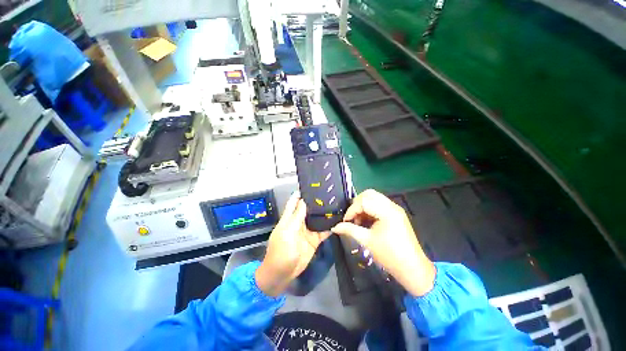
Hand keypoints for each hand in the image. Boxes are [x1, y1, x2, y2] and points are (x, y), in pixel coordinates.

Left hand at [256, 192, 330, 296]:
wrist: (282, 274)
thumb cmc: (280, 252)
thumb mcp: (287, 232)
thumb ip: (296, 217)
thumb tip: (303, 201)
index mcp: (289, 218)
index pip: (294, 202)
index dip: (301, 194)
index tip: (311, 186)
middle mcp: (299, 222)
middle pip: (308, 209)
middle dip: (316, 202)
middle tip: (329, 193)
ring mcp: (307, 231)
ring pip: (317, 219)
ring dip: (324, 213)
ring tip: (336, 204)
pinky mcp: (314, 240)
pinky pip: (323, 231)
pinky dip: (329, 227)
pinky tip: (338, 221)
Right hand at [331, 189, 435, 296]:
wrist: (412, 269)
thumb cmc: (389, 256)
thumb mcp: (367, 241)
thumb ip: (349, 230)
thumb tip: (334, 227)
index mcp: (387, 212)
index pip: (363, 201)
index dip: (352, 210)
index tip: (345, 221)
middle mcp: (392, 206)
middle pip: (369, 194)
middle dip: (357, 204)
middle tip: (351, 217)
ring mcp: (395, 209)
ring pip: (374, 198)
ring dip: (363, 206)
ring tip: (358, 221)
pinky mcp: (396, 213)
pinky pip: (379, 204)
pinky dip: (370, 209)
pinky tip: (366, 221)